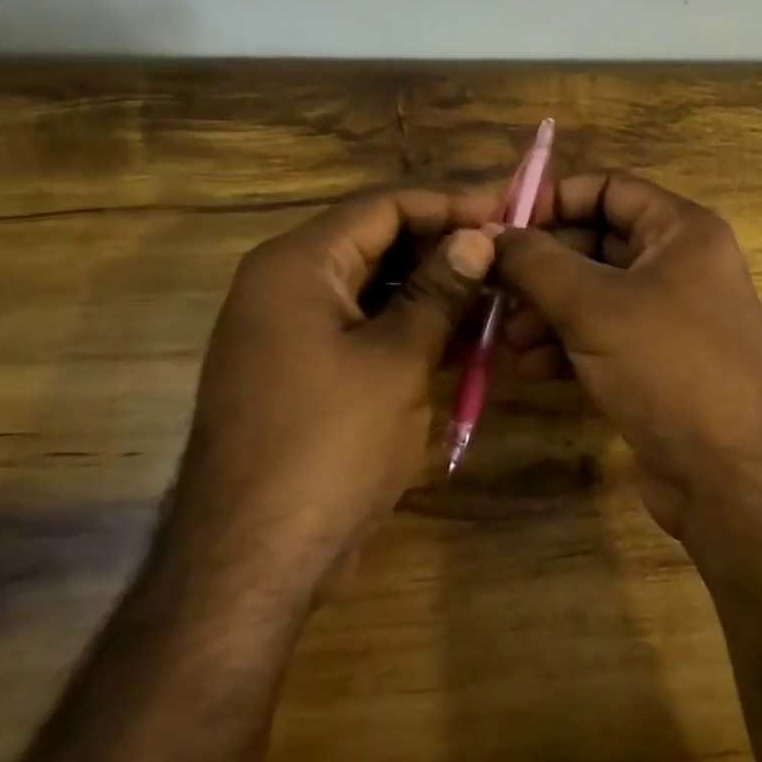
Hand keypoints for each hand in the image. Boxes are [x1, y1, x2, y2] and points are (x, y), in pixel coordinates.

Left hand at [166, 188, 497, 586]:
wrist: (254, 556)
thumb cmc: (330, 445)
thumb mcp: (397, 360)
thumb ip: (438, 291)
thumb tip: (477, 238)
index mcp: (297, 265)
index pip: (382, 206)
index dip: (449, 204)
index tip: (507, 210)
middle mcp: (284, 286)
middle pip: (375, 243)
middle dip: (443, 247)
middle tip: (508, 256)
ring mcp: (288, 332)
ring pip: (372, 289)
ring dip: (431, 291)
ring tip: (496, 297)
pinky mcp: (301, 373)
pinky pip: (362, 330)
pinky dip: (409, 329)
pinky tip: (461, 342)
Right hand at [493, 173, 761, 536]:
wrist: (730, 476)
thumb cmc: (669, 368)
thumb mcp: (595, 307)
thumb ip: (537, 262)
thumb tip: (489, 232)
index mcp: (682, 232)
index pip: (607, 189)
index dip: (552, 199)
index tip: (498, 223)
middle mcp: (680, 266)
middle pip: (594, 243)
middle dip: (541, 267)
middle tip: (492, 287)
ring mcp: (669, 318)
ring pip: (592, 295)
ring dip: (545, 311)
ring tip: (507, 337)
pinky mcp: (656, 364)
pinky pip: (601, 337)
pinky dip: (565, 345)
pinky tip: (531, 368)